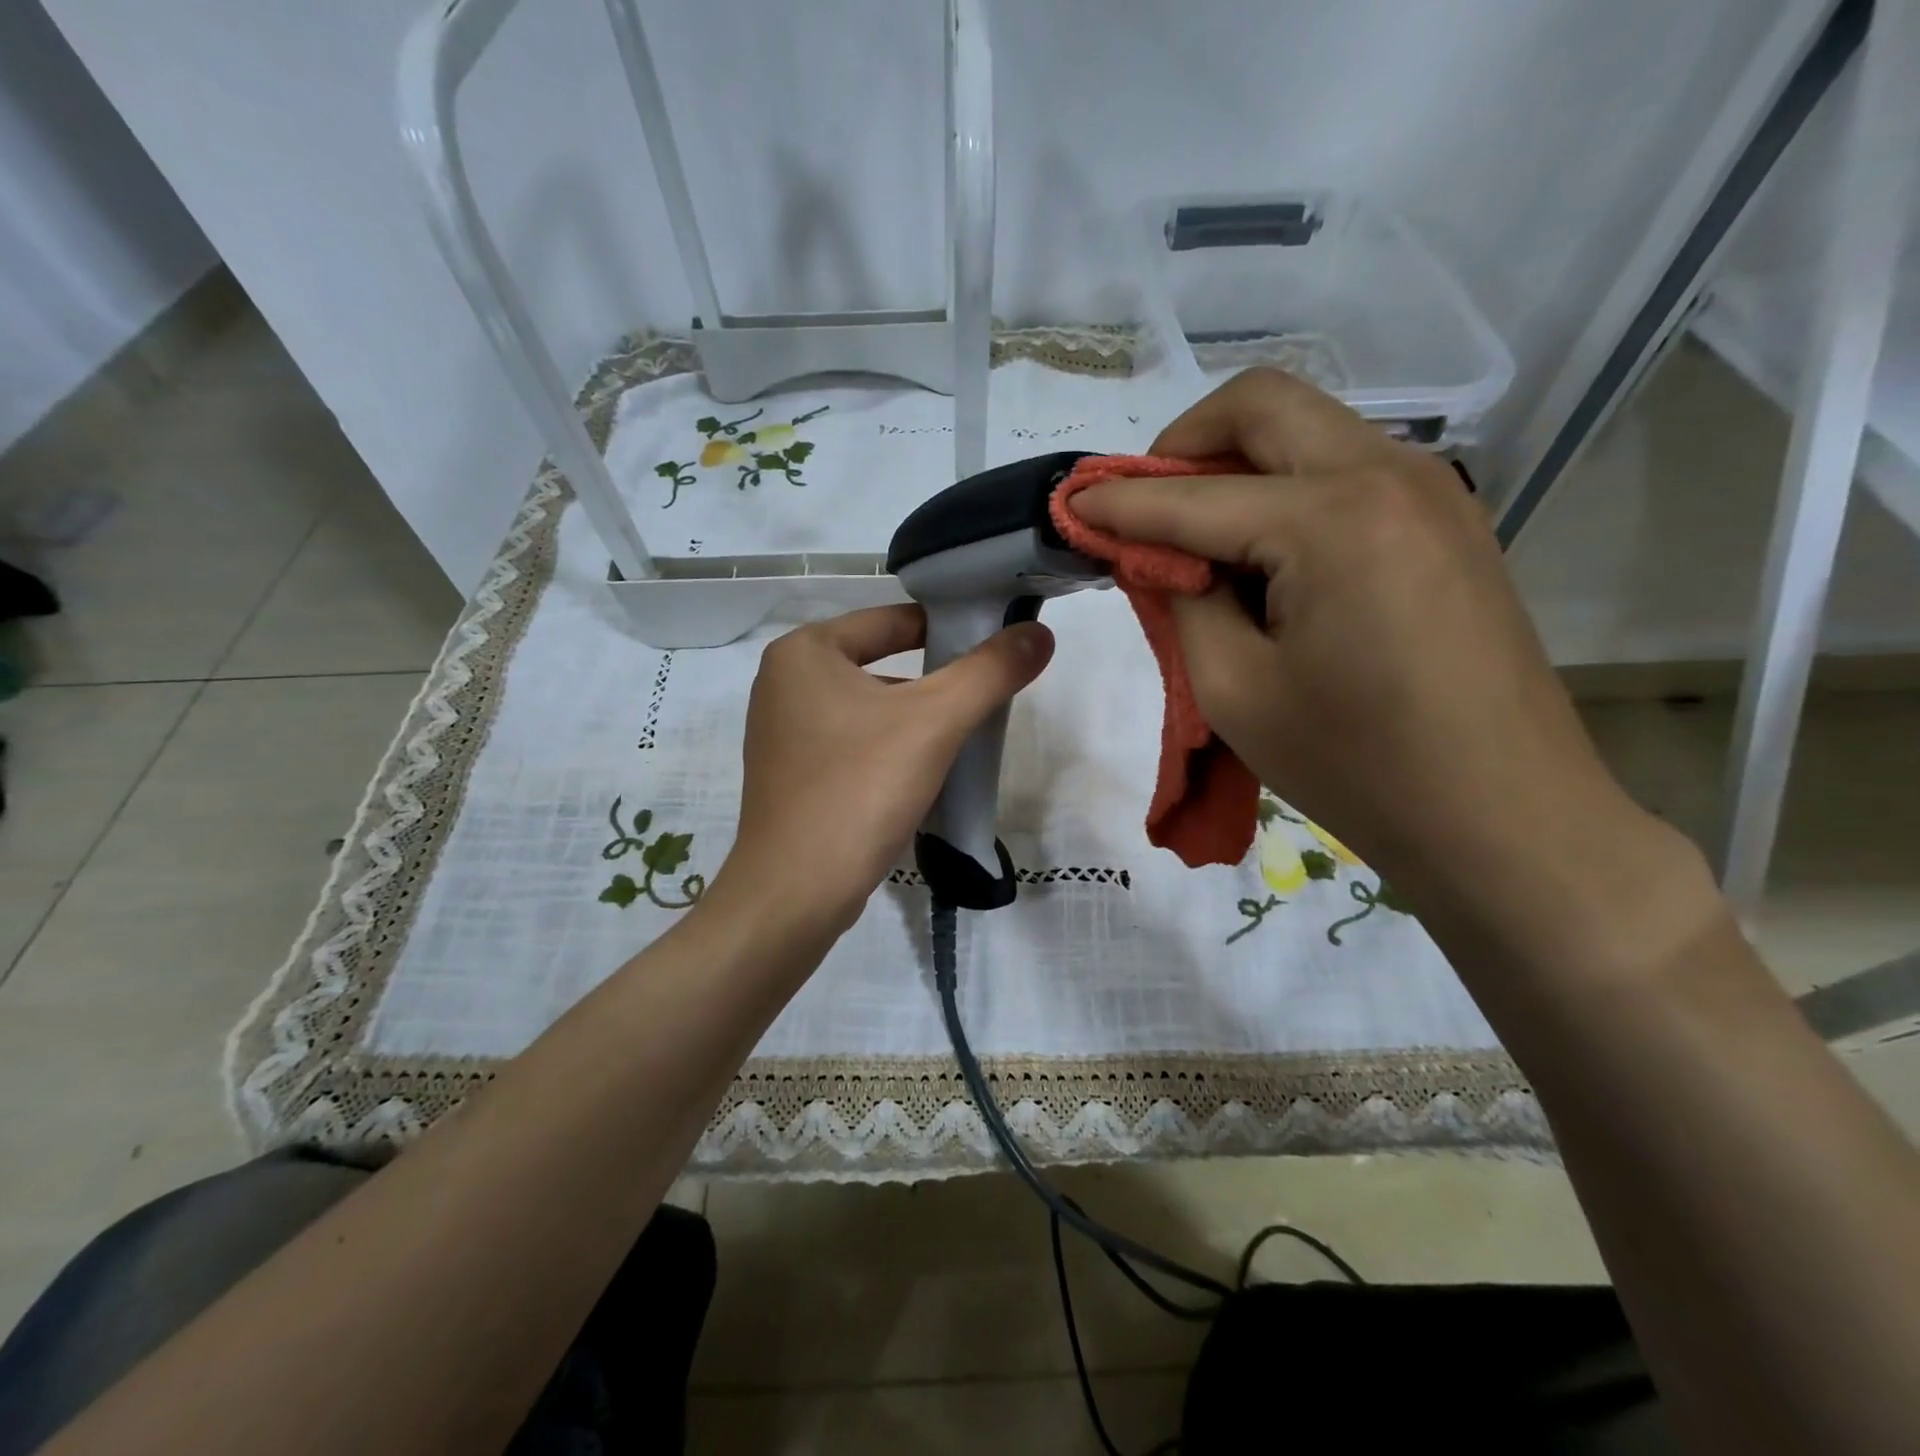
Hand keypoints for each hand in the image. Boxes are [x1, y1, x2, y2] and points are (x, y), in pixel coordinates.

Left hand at [712, 604, 1053, 935]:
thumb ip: (989, 671)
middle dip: (936, 680)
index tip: (997, 645)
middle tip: (986, 696)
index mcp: (805, 652)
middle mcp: (784, 682)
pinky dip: (889, 748)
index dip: (951, 627)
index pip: (894, 620)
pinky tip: (922, 773)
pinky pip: (852, 743)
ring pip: (869, 707)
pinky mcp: (791, 774)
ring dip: (915, 718)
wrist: (796, 892)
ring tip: (963, 737)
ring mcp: (782, 731)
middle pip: (882, 662)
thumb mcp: (935, 721)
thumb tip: (1039, 634)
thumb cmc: (860, 789)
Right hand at [1070, 368, 1665, 912]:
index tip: (1070, 505)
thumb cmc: (1356, 765)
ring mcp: (1432, 491)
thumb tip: (1155, 553)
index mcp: (1332, 519)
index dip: (1121, 503)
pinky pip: (1348, 471)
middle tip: (1144, 504)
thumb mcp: (1233, 689)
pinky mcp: (1449, 521)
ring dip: (1238, 465)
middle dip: (1184, 442)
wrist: (1502, 816)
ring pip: (1310, 430)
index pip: (1194, 497)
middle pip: (1264, 406)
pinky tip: (1267, 557)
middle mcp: (1389, 474)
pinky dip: (1288, 490)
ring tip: (1201, 540)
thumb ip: (1181, 601)